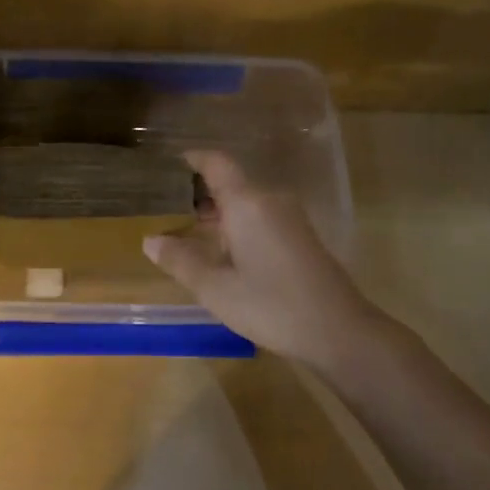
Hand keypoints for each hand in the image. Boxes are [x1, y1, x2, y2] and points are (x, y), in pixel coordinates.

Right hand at [144, 150, 381, 367]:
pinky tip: (224, 254)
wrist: (338, 331)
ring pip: (247, 203)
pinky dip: (238, 226)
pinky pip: (261, 218)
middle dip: (201, 194)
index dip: (194, 159)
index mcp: (247, 204)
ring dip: (220, 213)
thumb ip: (181, 261)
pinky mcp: (301, 237)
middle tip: (169, 210)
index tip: (171, 163)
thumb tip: (150, 240)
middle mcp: (270, 201)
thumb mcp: (215, 288)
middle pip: (232, 184)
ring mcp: (290, 219)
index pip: (218, 164)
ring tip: (190, 234)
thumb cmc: (271, 305)